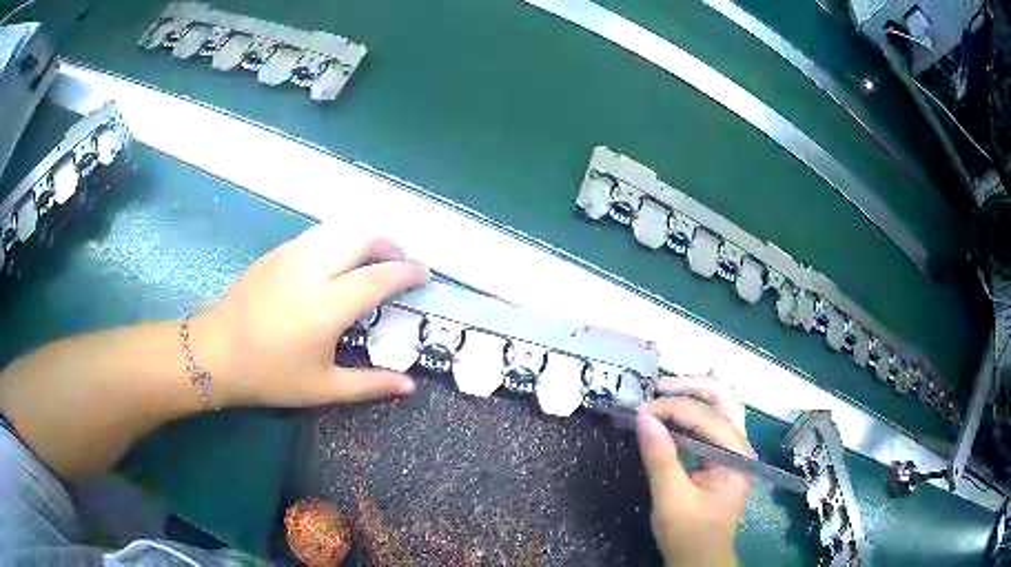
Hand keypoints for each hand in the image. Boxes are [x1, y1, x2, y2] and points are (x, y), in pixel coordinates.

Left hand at [190, 225, 428, 407]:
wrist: (216, 353)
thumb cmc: (270, 375)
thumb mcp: (323, 387)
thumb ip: (370, 384)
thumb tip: (410, 386)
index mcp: (327, 304)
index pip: (379, 276)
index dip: (407, 272)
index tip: (424, 274)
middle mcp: (312, 268)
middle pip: (362, 237)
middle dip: (389, 244)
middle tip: (400, 261)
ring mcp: (291, 255)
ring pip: (338, 230)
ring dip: (363, 238)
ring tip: (372, 257)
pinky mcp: (276, 253)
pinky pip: (317, 236)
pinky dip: (338, 240)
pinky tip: (335, 261)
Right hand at [637, 375, 753, 566]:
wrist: (700, 558)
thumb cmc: (688, 533)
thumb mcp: (670, 498)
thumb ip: (660, 457)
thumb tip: (643, 416)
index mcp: (736, 455)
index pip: (705, 418)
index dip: (672, 409)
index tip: (640, 412)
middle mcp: (741, 446)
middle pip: (725, 399)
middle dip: (693, 386)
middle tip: (659, 387)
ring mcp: (735, 451)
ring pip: (723, 406)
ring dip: (696, 394)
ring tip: (666, 391)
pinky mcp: (724, 457)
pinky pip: (714, 423)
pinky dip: (695, 411)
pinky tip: (678, 408)